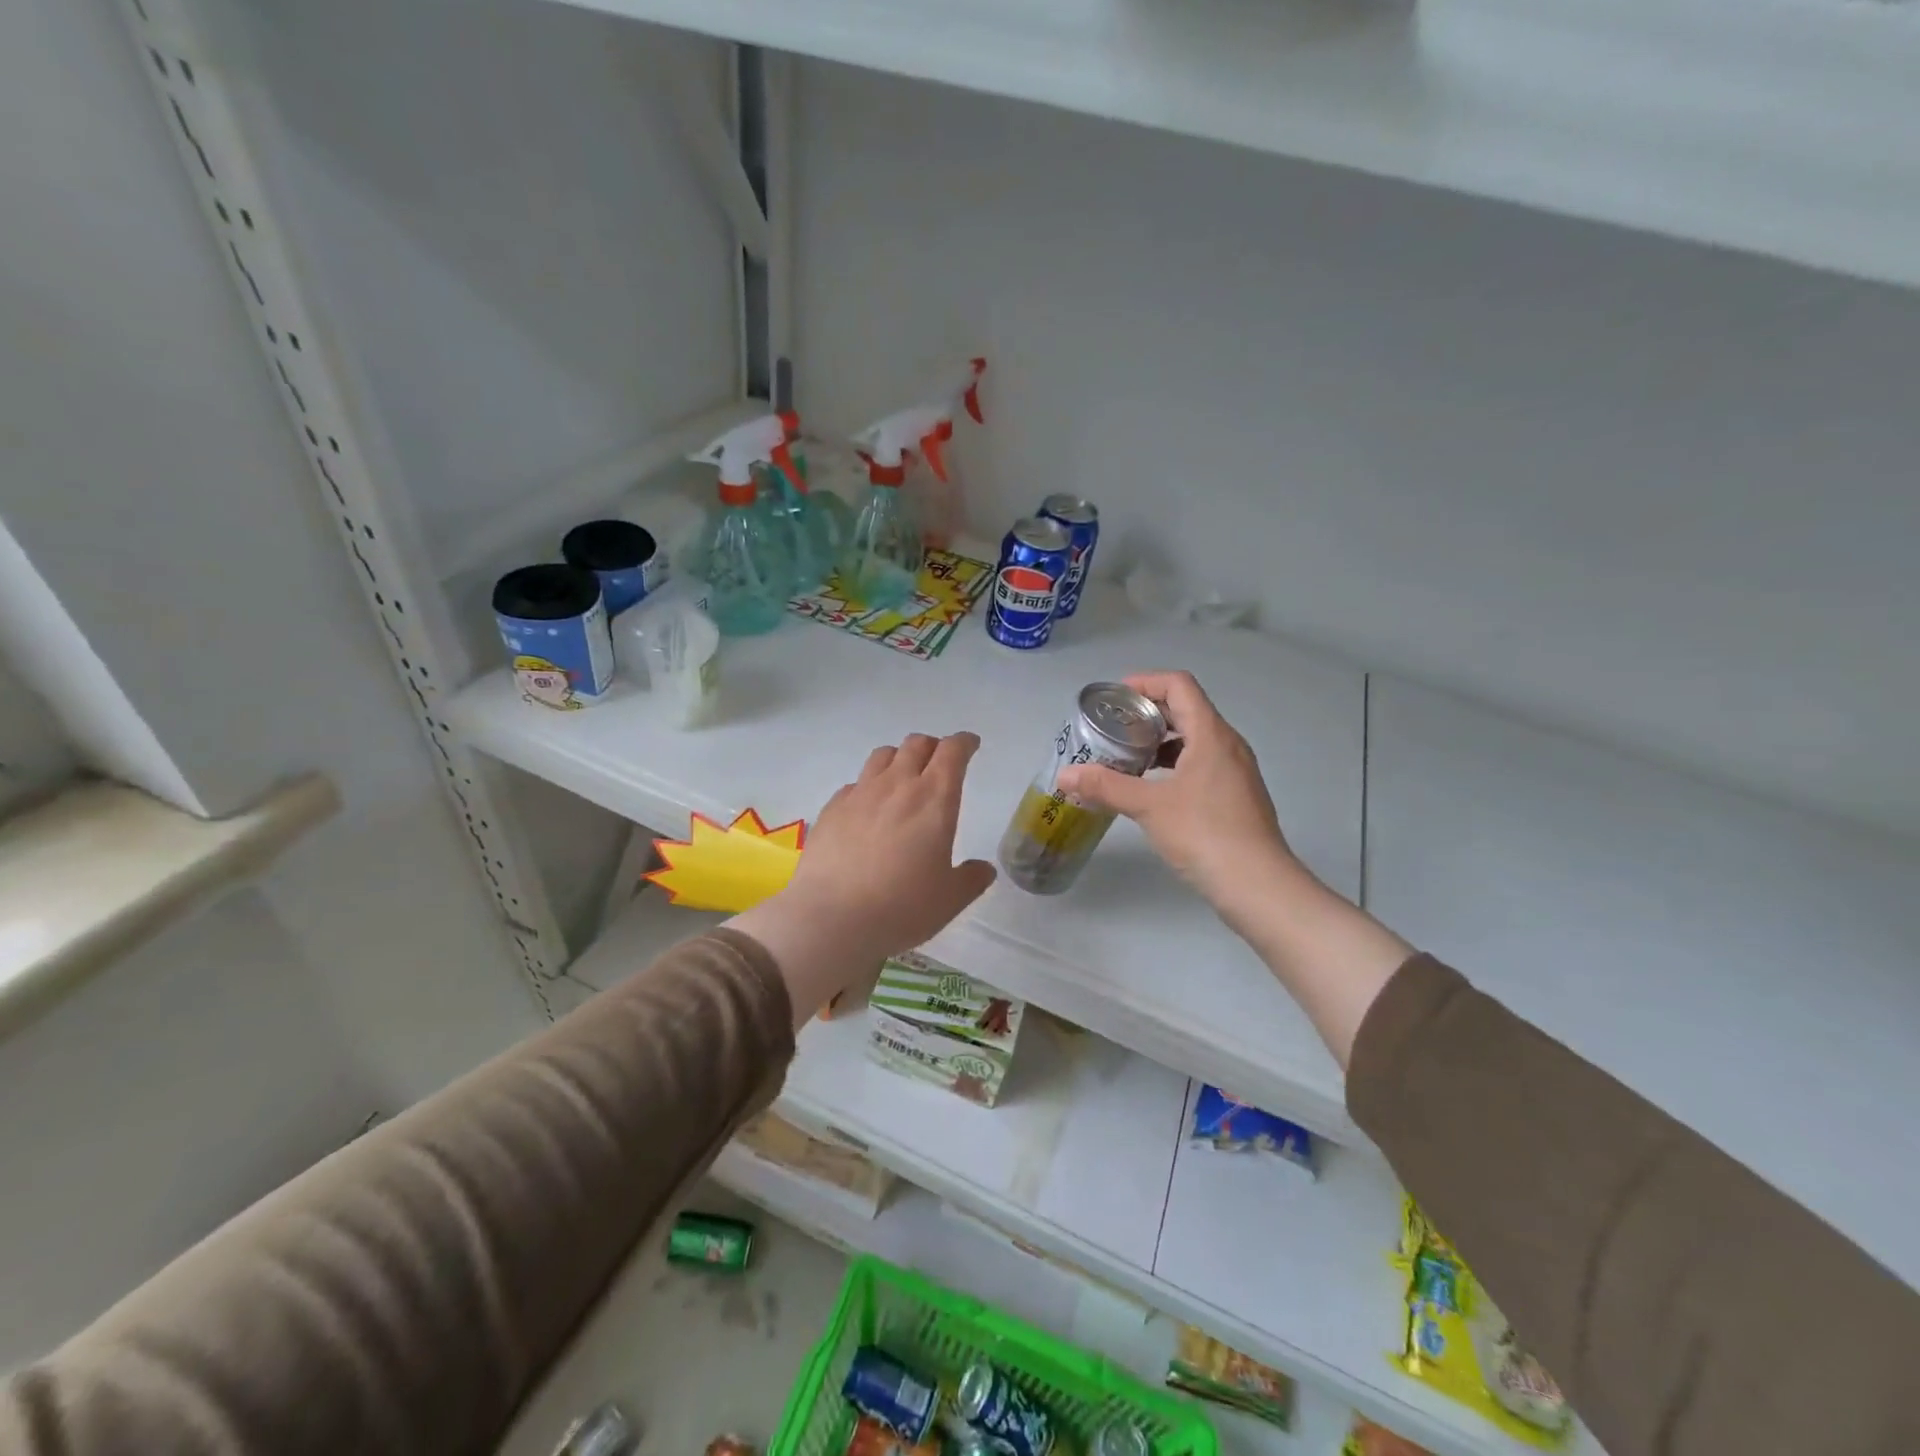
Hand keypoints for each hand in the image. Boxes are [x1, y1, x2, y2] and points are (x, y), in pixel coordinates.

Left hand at [728, 732, 995, 1024]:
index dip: (964, 743)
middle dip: (932, 747)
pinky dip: (868, 786)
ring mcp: (860, 793)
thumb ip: (971, 879)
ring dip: (899, 759)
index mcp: (934, 799)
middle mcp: (898, 785)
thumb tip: (983, 869)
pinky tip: (867, 809)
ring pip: (883, 755)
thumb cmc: (902, 907)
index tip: (970, 745)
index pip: (953, 751)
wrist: (832, 918)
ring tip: (902, 778)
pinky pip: (855, 783)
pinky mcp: (832, 808)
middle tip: (939, 763)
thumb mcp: (950, 899)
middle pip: (916, 744)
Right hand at [1057, 671, 1296, 921]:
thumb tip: (1065, 775)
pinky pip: (1202, 764)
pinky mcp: (1236, 796)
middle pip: (1187, 710)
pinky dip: (1174, 765)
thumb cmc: (1204, 833)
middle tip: (1113, 728)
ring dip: (1161, 741)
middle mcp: (1228, 745)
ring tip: (1127, 757)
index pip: (1179, 686)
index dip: (1146, 682)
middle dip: (1148, 714)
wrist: (1257, 885)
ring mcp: (1236, 772)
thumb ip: (1105, 786)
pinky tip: (1152, 788)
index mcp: (1211, 734)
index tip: (1115, 698)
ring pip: (1195, 739)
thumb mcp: (1148, 806)